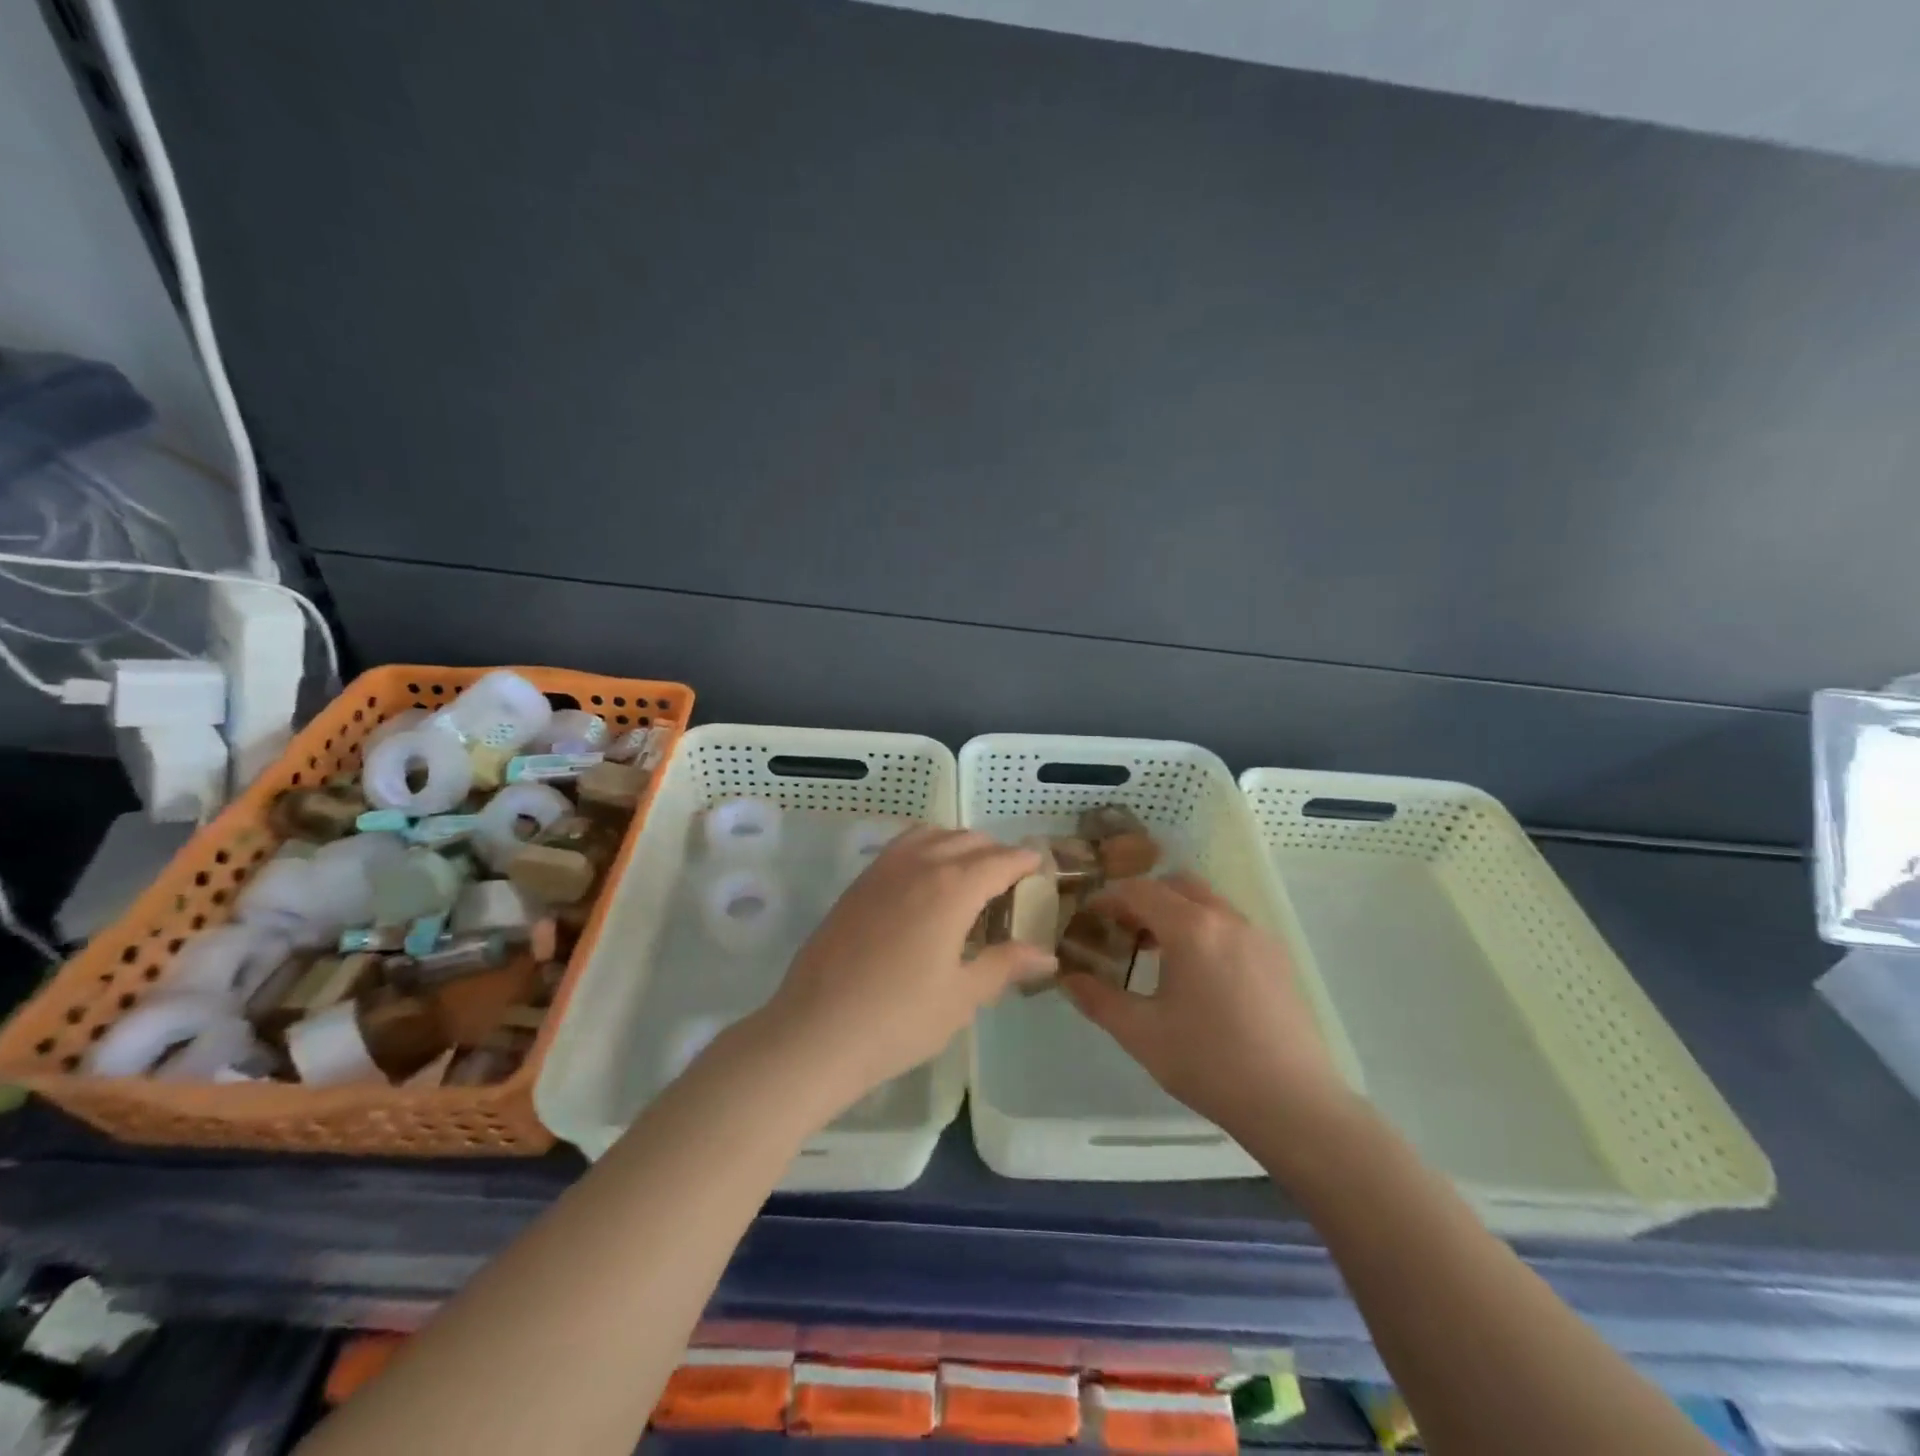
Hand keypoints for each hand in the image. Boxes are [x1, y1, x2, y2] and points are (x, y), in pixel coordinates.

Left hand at [753, 828, 1055, 1113]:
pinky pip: (901, 847)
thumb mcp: (962, 996)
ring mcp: (882, 870)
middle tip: (1009, 885)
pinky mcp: (858, 883)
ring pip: (931, 835)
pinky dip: (925, 849)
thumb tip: (1046, 955)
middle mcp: (919, 864)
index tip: (1040, 869)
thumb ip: (1005, 965)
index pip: (1000, 860)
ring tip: (968, 878)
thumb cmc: (899, 1019)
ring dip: (958, 845)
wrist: (816, 1031)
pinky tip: (925, 884)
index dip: (1025, 862)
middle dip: (995, 853)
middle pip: (967, 840)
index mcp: (952, 888)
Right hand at [1061, 874, 1350, 1141]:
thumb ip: (1098, 999)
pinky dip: (1204, 929)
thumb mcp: (1141, 1033)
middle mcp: (1226, 918)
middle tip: (1121, 931)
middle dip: (1144, 899)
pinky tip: (1197, 974)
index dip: (1107, 900)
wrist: (1293, 1104)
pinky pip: (1231, 924)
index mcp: (1191, 928)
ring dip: (1176, 912)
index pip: (1139, 891)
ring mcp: (1258, 936)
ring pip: (1207, 902)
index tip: (1088, 920)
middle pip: (1176, 885)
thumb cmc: (1208, 1063)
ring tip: (1156, 953)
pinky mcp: (1278, 958)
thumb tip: (1066, 978)